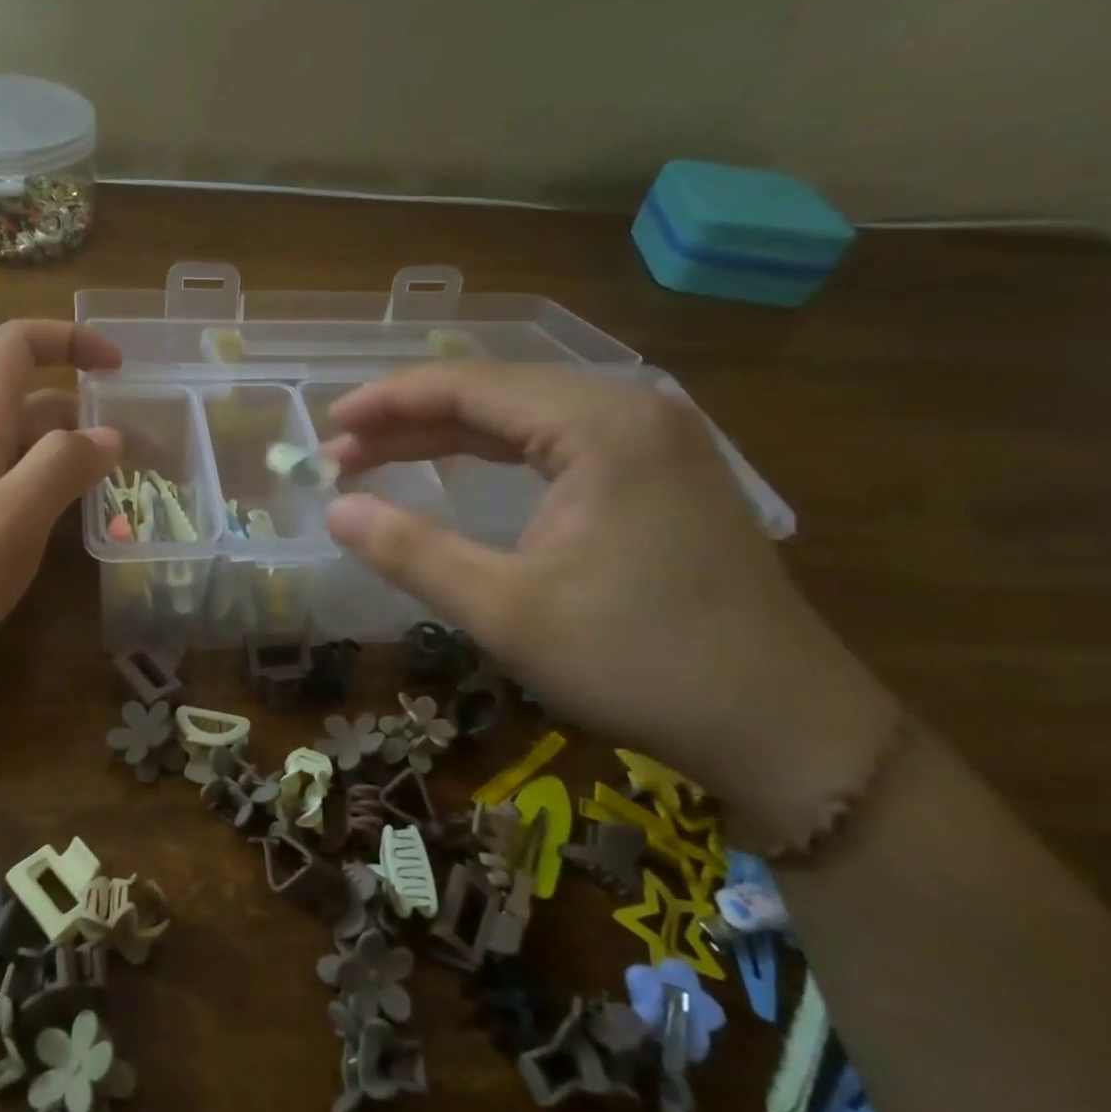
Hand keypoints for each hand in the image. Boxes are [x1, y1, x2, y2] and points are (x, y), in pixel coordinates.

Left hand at [0, 321, 120, 691]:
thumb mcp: (7, 523)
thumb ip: (60, 470)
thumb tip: (111, 436)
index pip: (16, 347)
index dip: (68, 339)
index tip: (118, 370)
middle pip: (31, 401)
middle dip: (88, 414)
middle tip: (142, 453)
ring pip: (24, 446)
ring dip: (73, 454)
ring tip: (120, 488)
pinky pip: (11, 482)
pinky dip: (50, 486)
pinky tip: (69, 522)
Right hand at [321, 363, 898, 820]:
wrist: (781, 724)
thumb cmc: (637, 661)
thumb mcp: (505, 609)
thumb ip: (411, 551)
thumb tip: (333, 511)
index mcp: (600, 425)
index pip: (470, 386)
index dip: (389, 402)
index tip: (329, 426)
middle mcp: (630, 410)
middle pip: (495, 393)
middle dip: (409, 421)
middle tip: (340, 455)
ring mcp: (652, 439)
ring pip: (522, 418)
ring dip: (445, 437)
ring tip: (376, 458)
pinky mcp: (658, 472)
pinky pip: (554, 443)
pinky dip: (493, 455)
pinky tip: (454, 469)